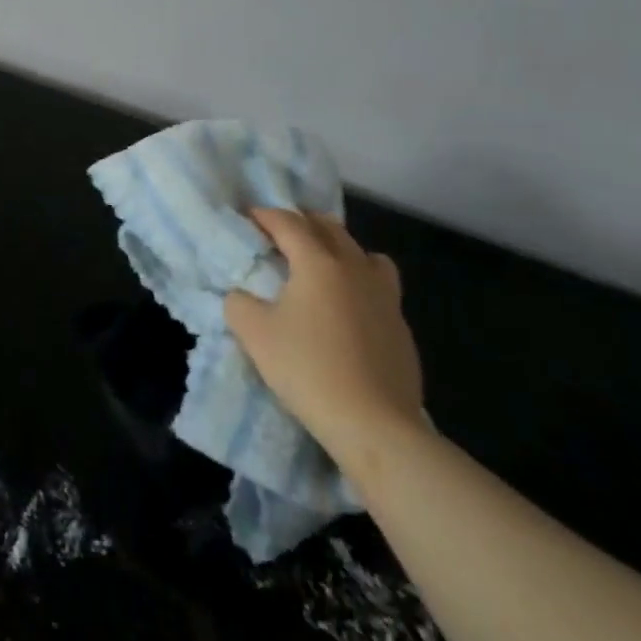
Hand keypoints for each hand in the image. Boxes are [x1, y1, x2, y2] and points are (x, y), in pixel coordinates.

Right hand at [223, 209, 424, 475]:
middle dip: (302, 223)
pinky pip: (380, 287)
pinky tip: (347, 309)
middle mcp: (355, 268)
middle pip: (330, 228)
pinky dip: (360, 283)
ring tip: (322, 265)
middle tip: (280, 233)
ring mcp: (385, 297)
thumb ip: (239, 303)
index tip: (248, 217)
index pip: (288, 223)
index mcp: (318, 262)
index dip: (265, 215)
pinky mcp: (401, 328)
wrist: (375, 426)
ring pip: (364, 254)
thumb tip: (241, 295)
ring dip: (340, 248)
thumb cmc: (309, 369)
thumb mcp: (254, 334)